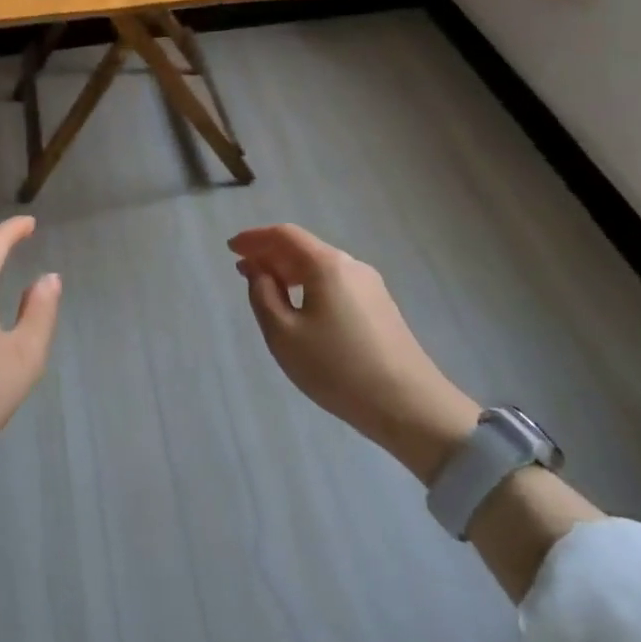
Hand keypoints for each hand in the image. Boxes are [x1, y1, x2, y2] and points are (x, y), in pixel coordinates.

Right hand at [228, 224, 477, 483]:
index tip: (231, 248)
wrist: (409, 406)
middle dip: (270, 255)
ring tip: (266, 289)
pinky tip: (300, 307)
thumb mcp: (284, 335)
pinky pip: (335, 284)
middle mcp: (351, 265)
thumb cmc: (337, 368)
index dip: (254, 238)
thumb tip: (259, 271)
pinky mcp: (380, 307)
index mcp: (327, 265)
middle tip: (242, 270)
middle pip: (304, 248)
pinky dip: (310, 286)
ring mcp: (371, 286)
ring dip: (290, 272)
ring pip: (321, 267)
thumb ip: (264, 296)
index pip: (284, 236)